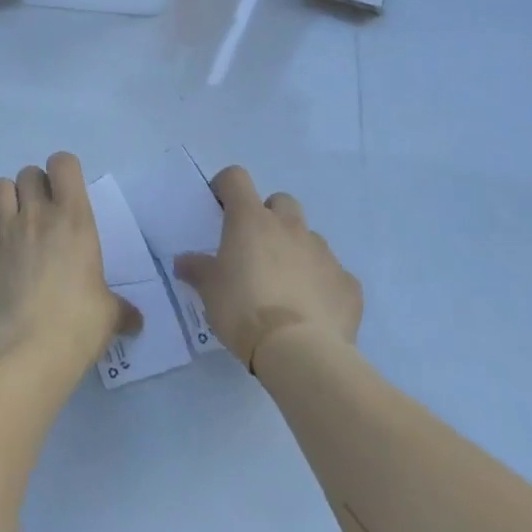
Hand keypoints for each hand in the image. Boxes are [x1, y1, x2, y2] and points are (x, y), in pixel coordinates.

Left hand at [0, 152, 140, 380]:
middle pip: (28, 173)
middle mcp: (36, 214)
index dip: (63, 172)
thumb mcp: (109, 314)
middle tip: (40, 216)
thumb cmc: (78, 325)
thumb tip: (136, 321)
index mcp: (73, 218)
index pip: (63, 163)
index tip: (66, 194)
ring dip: (3, 200)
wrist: (28, 351)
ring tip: (9, 225)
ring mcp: (2, 230)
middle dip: (33, 188)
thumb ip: (121, 309)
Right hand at [173, 166, 361, 369]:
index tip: (220, 206)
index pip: (236, 179)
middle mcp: (289, 227)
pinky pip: (335, 275)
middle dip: (270, 216)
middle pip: (281, 201)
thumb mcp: (209, 290)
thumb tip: (183, 262)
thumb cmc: (243, 309)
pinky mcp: (348, 284)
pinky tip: (313, 311)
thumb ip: (197, 269)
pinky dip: (323, 285)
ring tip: (286, 286)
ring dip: (297, 251)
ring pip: (309, 238)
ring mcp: (323, 253)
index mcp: (251, 220)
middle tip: (256, 247)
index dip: (226, 186)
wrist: (298, 352)